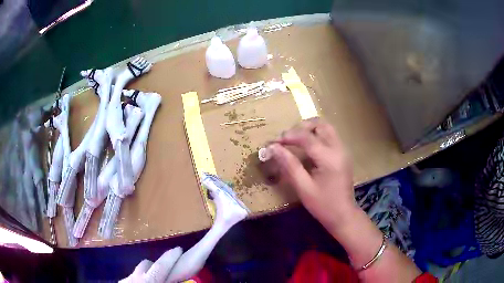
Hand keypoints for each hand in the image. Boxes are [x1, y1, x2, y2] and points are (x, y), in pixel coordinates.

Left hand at [120, 247, 181, 282]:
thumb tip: (180, 281)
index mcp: (150, 281)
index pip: (161, 265)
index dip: (170, 257)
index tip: (178, 249)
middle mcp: (136, 277)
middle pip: (146, 263)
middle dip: (156, 265)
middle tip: (165, 273)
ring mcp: (126, 280)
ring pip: (137, 270)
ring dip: (146, 273)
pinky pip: (131, 277)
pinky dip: (137, 280)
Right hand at [267, 118, 357, 231]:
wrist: (343, 215)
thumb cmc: (323, 205)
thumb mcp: (303, 187)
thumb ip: (289, 165)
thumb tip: (273, 148)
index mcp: (329, 157)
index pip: (306, 137)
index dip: (288, 136)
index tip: (273, 142)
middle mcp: (338, 148)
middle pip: (320, 124)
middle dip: (301, 127)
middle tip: (286, 138)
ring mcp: (343, 150)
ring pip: (326, 128)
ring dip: (310, 129)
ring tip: (295, 139)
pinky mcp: (343, 154)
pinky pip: (330, 136)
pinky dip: (317, 135)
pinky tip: (307, 147)